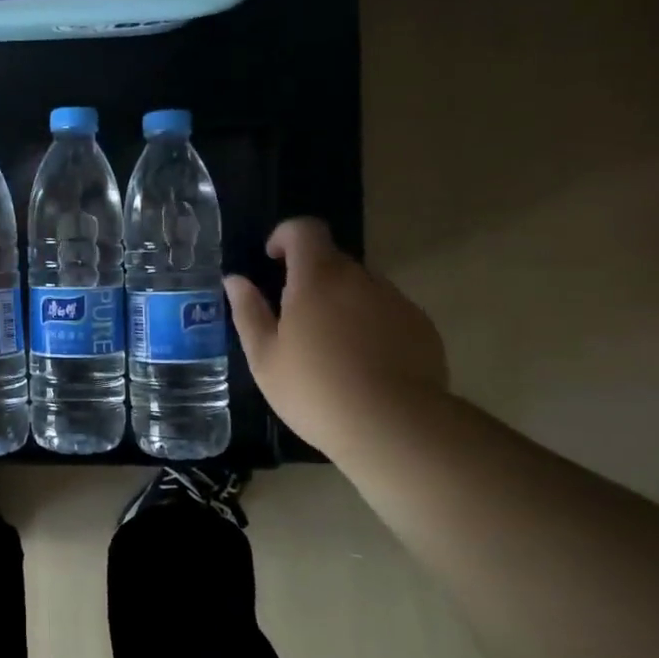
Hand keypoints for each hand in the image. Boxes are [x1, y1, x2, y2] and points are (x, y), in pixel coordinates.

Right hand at [224, 218, 447, 448]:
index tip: (272, 260)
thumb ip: (248, 312)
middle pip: (332, 260)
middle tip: (295, 320)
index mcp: (317, 278)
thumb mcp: (265, 357)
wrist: (396, 427)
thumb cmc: (315, 390)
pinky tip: (364, 365)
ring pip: (361, 288)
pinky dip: (371, 325)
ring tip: (331, 349)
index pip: (305, 230)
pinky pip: (387, 312)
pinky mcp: (422, 328)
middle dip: (310, 278)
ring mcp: (396, 302)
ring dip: (341, 303)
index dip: (285, 236)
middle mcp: (360, 279)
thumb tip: (236, 280)